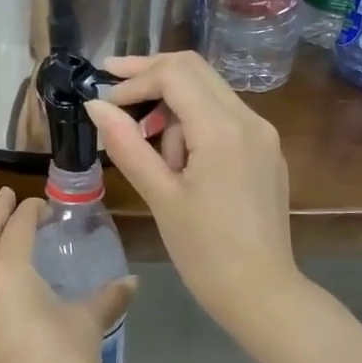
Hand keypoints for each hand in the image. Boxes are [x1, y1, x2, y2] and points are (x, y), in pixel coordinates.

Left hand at [0, 188, 136, 362]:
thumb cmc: (61, 362)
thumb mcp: (87, 323)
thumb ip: (108, 297)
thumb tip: (131, 282)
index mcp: (8, 271)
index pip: (17, 227)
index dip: (30, 211)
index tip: (45, 204)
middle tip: (8, 196)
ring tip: (14, 240)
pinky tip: (14, 289)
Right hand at [86, 51, 301, 343]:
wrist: (262, 293)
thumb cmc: (205, 251)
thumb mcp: (160, 197)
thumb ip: (127, 145)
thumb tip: (96, 106)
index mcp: (222, 130)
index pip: (174, 74)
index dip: (133, 79)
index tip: (103, 101)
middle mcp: (249, 120)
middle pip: (194, 69)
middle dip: (150, 74)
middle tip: (112, 89)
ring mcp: (263, 134)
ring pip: (208, 91)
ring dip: (171, 104)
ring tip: (151, 152)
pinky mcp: (265, 151)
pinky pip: (223, 116)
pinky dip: (193, 121)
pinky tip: (177, 159)